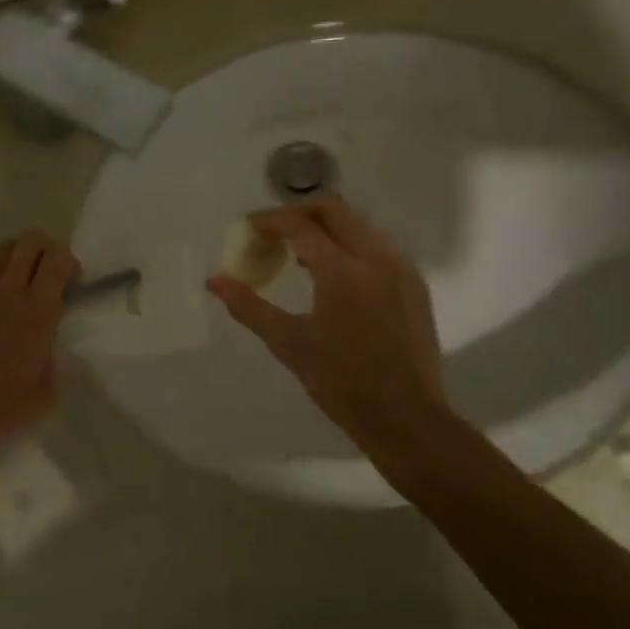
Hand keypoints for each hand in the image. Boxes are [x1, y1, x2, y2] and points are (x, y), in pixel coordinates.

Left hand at [0, 231, 81, 455]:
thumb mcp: (44, 395)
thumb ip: (51, 363)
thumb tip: (46, 347)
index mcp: (40, 312)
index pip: (57, 259)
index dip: (67, 260)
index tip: (69, 279)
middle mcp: (10, 291)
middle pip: (30, 241)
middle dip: (43, 248)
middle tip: (44, 272)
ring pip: (1, 249)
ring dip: (14, 257)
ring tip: (13, 280)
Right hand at [206, 196, 447, 439]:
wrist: (406, 418)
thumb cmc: (341, 382)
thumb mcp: (289, 343)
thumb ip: (249, 307)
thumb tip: (215, 282)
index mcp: (342, 271)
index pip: (299, 225)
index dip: (269, 220)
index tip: (248, 227)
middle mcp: (375, 258)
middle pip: (334, 210)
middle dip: (299, 213)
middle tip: (274, 233)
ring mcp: (400, 269)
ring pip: (359, 225)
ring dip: (326, 228)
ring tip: (300, 256)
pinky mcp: (414, 285)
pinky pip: (377, 247)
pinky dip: (350, 246)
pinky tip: (335, 277)